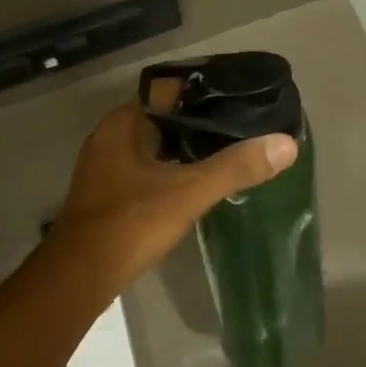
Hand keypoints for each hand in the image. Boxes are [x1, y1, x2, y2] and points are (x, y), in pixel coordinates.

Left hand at [46, 86, 297, 290]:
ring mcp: (105, 166)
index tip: (239, 96)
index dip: (203, 89)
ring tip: (227, 150)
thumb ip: (235, 167)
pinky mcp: (108, 193)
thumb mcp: (189, 192)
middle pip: (162, 116)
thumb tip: (286, 144)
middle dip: (199, 120)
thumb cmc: (130, 224)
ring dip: (184, 147)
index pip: (167, 88)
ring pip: (153, 144)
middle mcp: (110, 136)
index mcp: (122, 123)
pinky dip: (170, 169)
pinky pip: (145, 168)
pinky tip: (195, 182)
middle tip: (242, 124)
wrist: (79, 278)